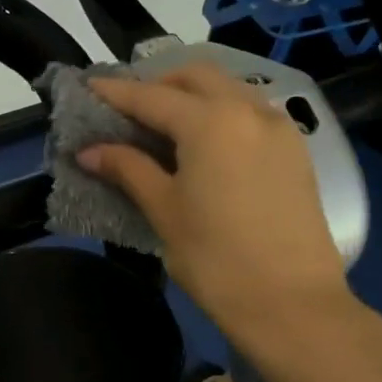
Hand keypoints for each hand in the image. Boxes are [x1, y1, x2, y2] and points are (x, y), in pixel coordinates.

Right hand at [80, 65, 360, 341]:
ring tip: (161, 126)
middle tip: (127, 110)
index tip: (86, 87)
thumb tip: (89, 151)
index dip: (114, 92)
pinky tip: (202, 145)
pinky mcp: (295, 151)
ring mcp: (279, 128)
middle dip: (158, 84)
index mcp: (211, 121)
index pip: (151, 96)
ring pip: (228, 89)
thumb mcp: (164, 210)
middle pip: (195, 77)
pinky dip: (219, 113)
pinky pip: (250, 113)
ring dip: (191, 96)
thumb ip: (128, 169)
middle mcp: (248, 110)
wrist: (292, 304)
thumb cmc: (216, 259)